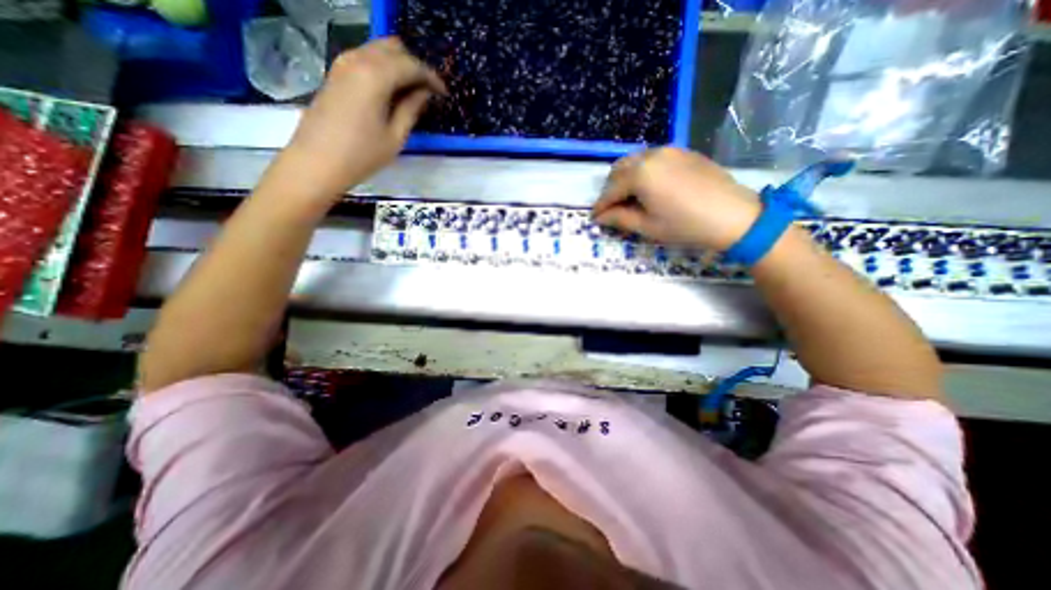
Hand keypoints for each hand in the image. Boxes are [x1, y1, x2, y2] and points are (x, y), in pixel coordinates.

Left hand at [282, 39, 443, 199]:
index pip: (411, 65)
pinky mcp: (335, 73)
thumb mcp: (395, 137)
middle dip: (415, 66)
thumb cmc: (362, 155)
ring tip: (412, 93)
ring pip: (378, 50)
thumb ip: (411, 109)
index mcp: (376, 76)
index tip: (444, 93)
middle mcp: (358, 60)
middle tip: (428, 91)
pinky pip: (365, 59)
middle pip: (393, 48)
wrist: (317, 162)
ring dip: (398, 66)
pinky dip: (383, 68)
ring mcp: (343, 64)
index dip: (431, 77)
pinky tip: (392, 91)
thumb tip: (424, 93)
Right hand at [596, 147, 759, 250]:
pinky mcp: (683, 152)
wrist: (734, 216)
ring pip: (635, 161)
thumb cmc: (685, 226)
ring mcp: (669, 150)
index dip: (600, 205)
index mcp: (640, 174)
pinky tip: (649, 188)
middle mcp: (651, 155)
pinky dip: (643, 172)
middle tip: (611, 208)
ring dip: (625, 178)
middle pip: (619, 169)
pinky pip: (653, 158)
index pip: (611, 190)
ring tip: (628, 198)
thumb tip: (600, 217)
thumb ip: (620, 218)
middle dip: (611, 189)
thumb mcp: (648, 227)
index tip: (594, 218)